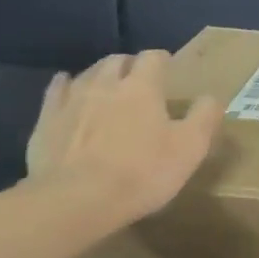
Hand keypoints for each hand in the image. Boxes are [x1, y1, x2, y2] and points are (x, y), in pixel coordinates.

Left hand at [24, 51, 222, 221]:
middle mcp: (106, 83)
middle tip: (140, 80)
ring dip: (101, 75)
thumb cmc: (141, 173)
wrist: (75, 200)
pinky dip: (66, 85)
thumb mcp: (190, 148)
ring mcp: (72, 99)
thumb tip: (211, 96)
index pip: (153, 58)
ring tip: (109, 86)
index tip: (169, 69)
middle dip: (130, 65)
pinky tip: (68, 89)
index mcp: (143, 86)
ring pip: (88, 73)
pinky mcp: (47, 119)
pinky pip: (57, 90)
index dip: (162, 60)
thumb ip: (204, 117)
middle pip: (118, 60)